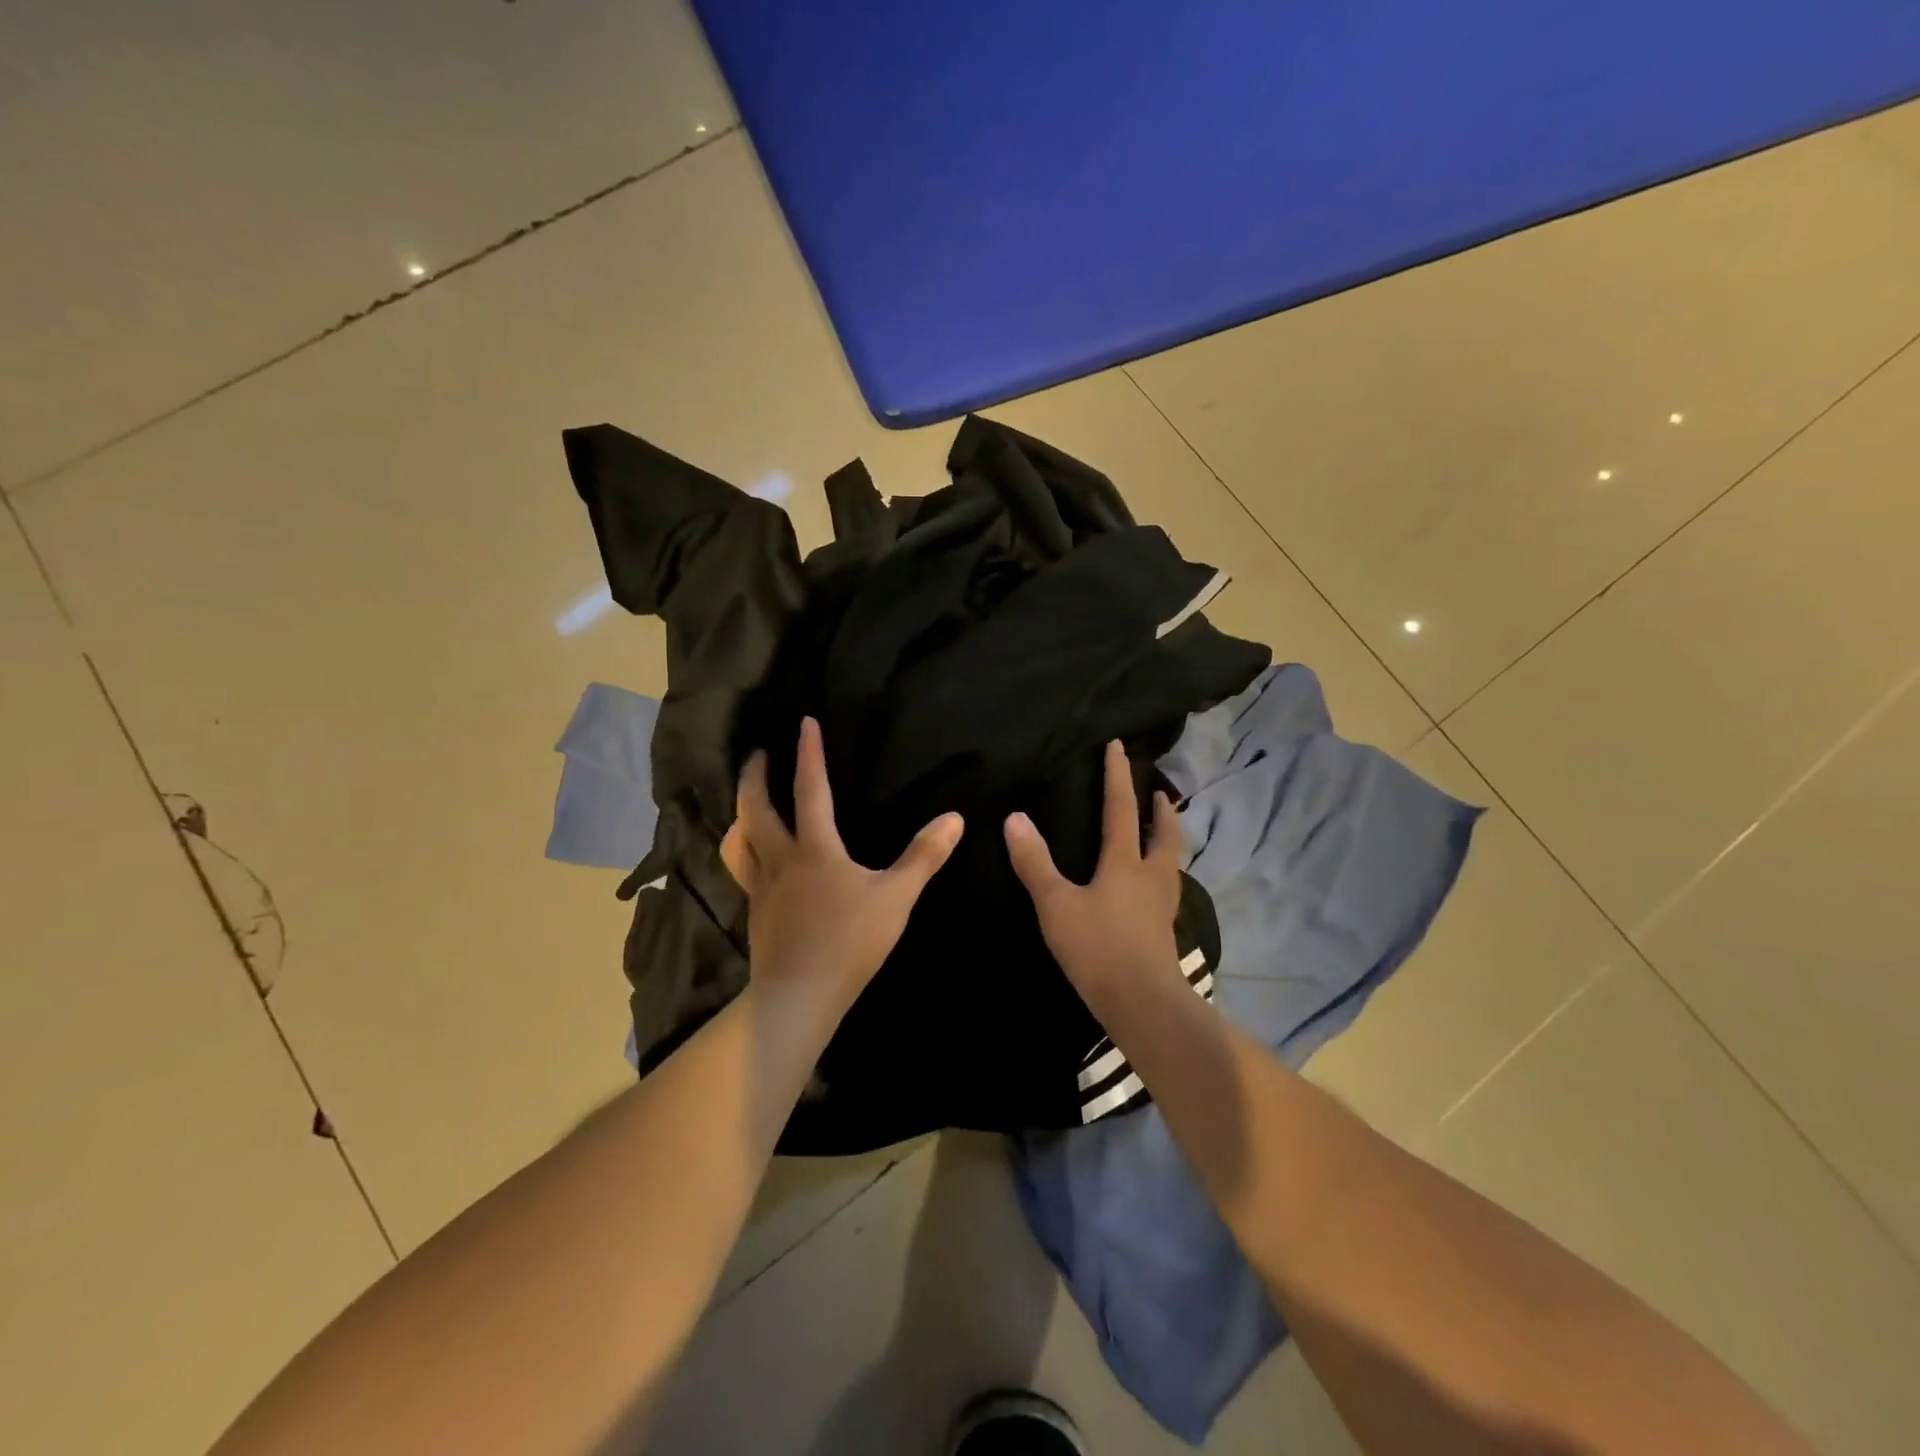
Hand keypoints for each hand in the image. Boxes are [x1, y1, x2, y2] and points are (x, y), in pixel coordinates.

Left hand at [723, 717, 963, 1026]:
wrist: (799, 996)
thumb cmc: (849, 942)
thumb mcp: (896, 897)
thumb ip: (924, 857)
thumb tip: (955, 818)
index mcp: (815, 849)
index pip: (811, 789)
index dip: (809, 753)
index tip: (803, 721)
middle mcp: (782, 859)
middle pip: (757, 808)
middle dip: (756, 776)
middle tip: (758, 754)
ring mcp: (762, 888)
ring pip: (741, 840)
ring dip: (741, 813)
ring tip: (746, 803)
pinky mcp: (755, 913)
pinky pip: (744, 871)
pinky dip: (745, 852)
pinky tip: (755, 862)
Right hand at [1004, 739, 1186, 1002]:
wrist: (1142, 1003)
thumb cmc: (1097, 947)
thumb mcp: (1056, 904)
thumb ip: (1034, 862)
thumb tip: (1014, 818)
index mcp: (1125, 862)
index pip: (1121, 807)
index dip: (1118, 775)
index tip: (1119, 745)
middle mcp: (1150, 876)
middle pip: (1164, 833)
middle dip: (1162, 809)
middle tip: (1159, 793)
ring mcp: (1162, 904)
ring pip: (1171, 860)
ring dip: (1167, 838)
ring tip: (1159, 832)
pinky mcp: (1164, 929)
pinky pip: (1166, 886)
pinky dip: (1161, 871)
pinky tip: (1149, 885)